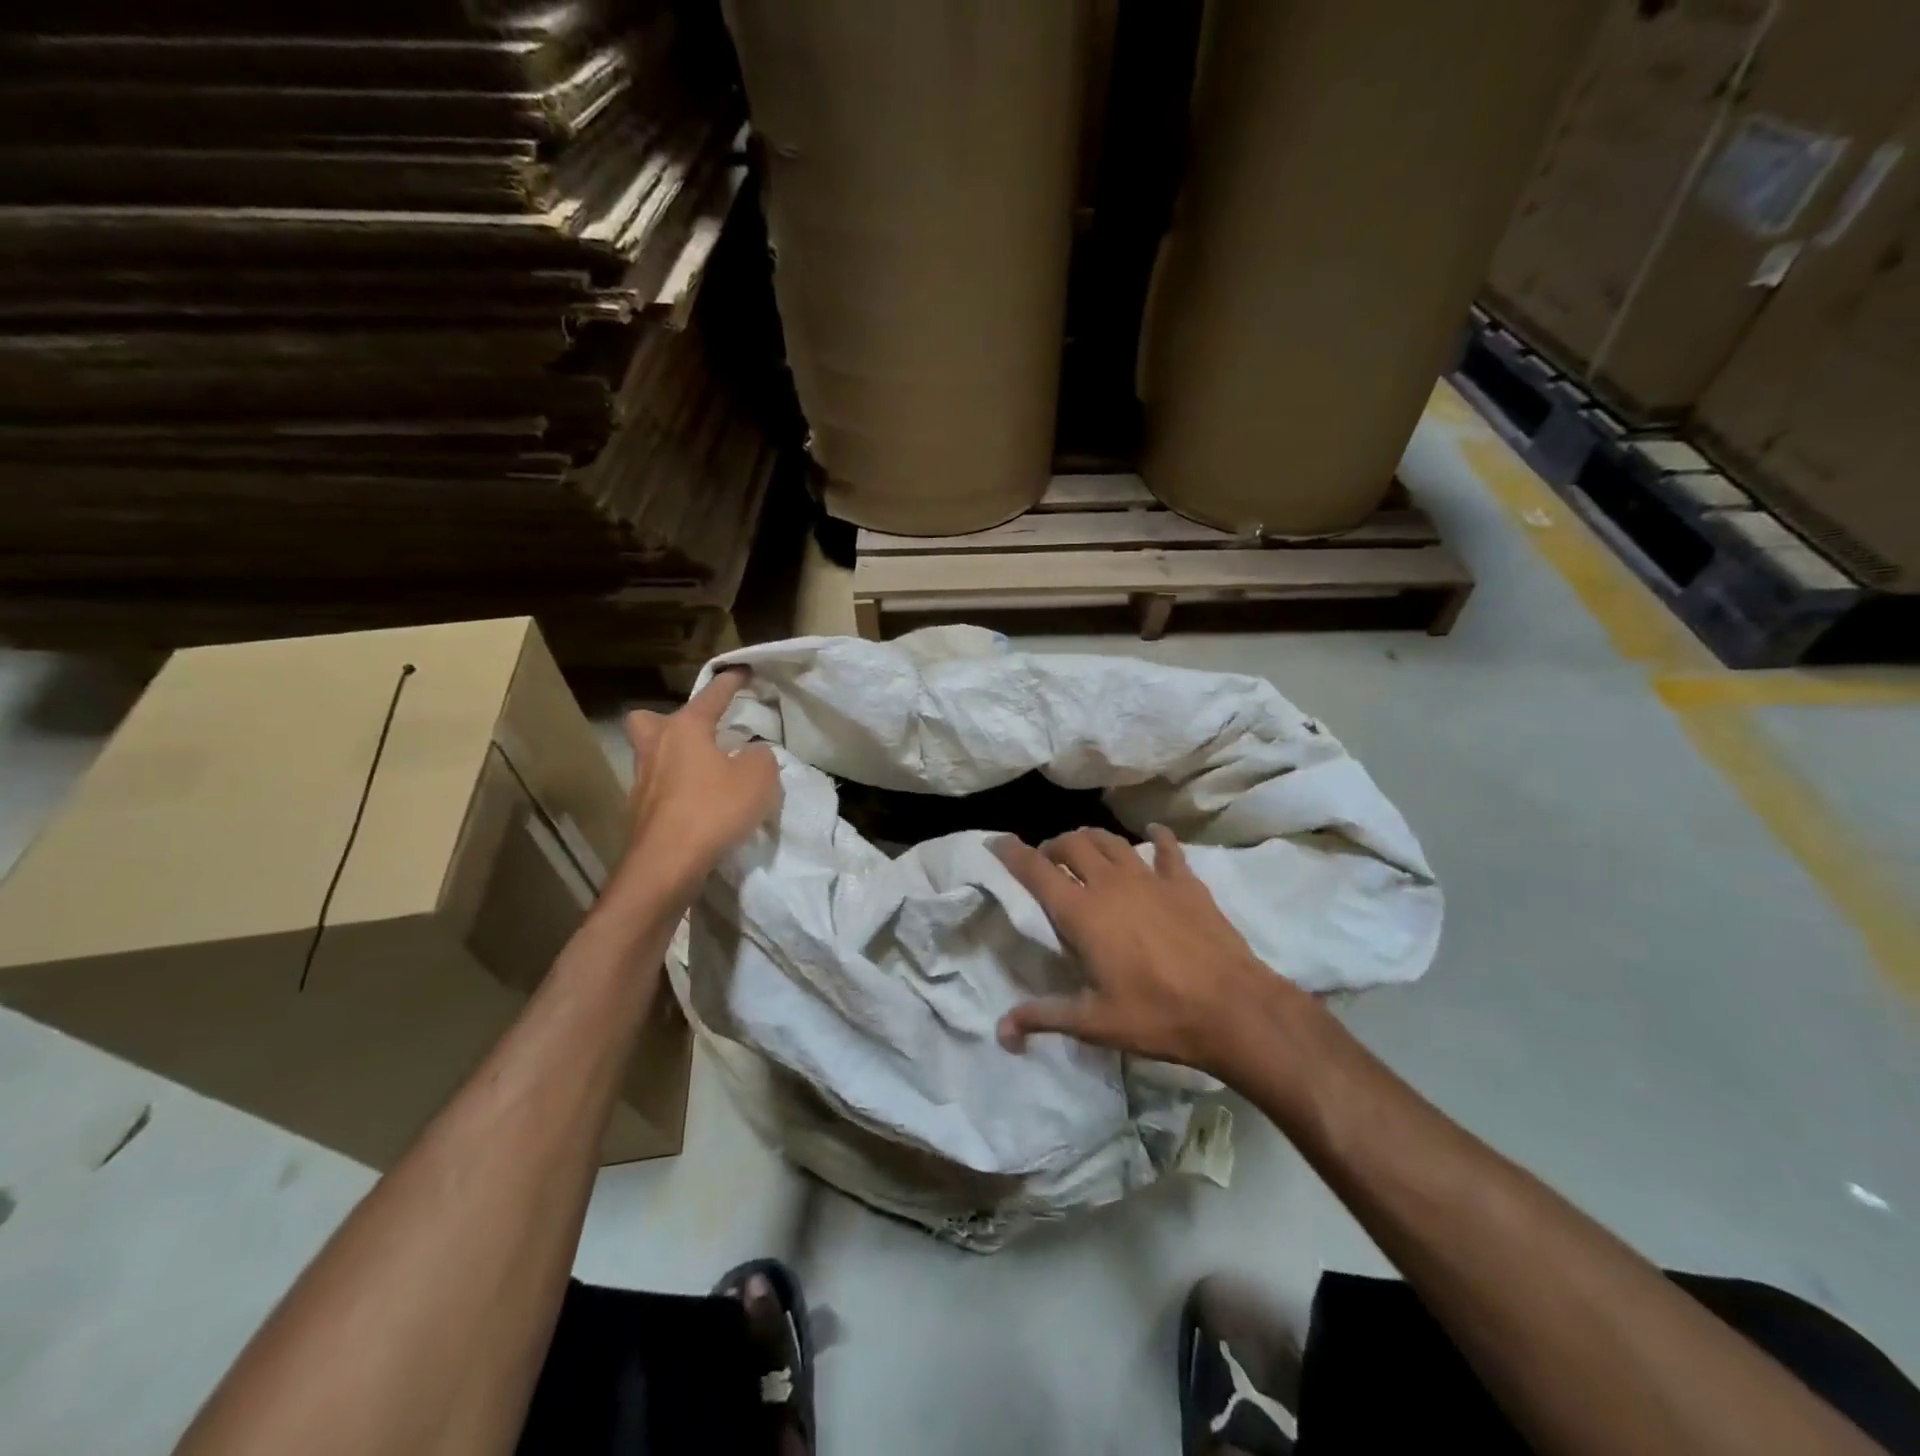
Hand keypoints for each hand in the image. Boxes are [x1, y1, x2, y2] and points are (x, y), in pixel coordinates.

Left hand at [620, 669, 779, 894]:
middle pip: (648, 721)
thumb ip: (761, 757)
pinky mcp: (640, 814)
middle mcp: (656, 748)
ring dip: (675, 759)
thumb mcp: (759, 778)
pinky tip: (700, 806)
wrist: (667, 864)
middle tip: (696, 734)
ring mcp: (642, 783)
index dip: (730, 682)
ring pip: (652, 757)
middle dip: (669, 722)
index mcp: (684, 729)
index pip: (711, 696)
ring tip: (706, 772)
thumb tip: (752, 755)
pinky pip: (660, 790)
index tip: (743, 670)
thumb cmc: (713, 809)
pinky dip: (678, 792)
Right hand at [994, 826, 1304, 1076]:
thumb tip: (1000, 1032)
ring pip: (1111, 840)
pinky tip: (1152, 835)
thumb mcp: (1094, 1023)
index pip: (1036, 870)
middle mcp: (1110, 884)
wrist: (1232, 1008)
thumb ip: (1043, 1017)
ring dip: (1091, 839)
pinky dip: (1155, 838)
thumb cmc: (1157, 1015)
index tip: (995, 842)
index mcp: (1082, 913)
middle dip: (1053, 846)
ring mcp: (1150, 878)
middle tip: (1047, 861)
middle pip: (1072, 844)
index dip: (1011, 852)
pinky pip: (1166, 848)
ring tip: (1085, 849)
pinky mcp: (1184, 882)